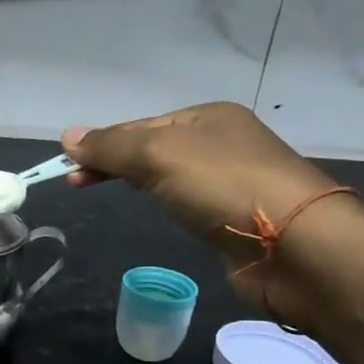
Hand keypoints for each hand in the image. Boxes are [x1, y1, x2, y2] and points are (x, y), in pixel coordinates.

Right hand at [62, 103, 347, 304]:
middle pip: (154, 148)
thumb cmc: (223, 187)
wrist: (295, 246)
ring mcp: (234, 181)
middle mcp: (224, 143)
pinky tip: (157, 210)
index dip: (102, 144)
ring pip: (171, 175)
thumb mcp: (158, 156)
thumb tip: (68, 136)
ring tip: (112, 192)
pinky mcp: (238, 218)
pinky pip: (189, 201)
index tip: (68, 169)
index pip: (140, 126)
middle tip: (76, 183)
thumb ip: (111, 146)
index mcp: (209, 117)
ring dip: (138, 181)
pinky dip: (165, 202)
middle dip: (114, 162)